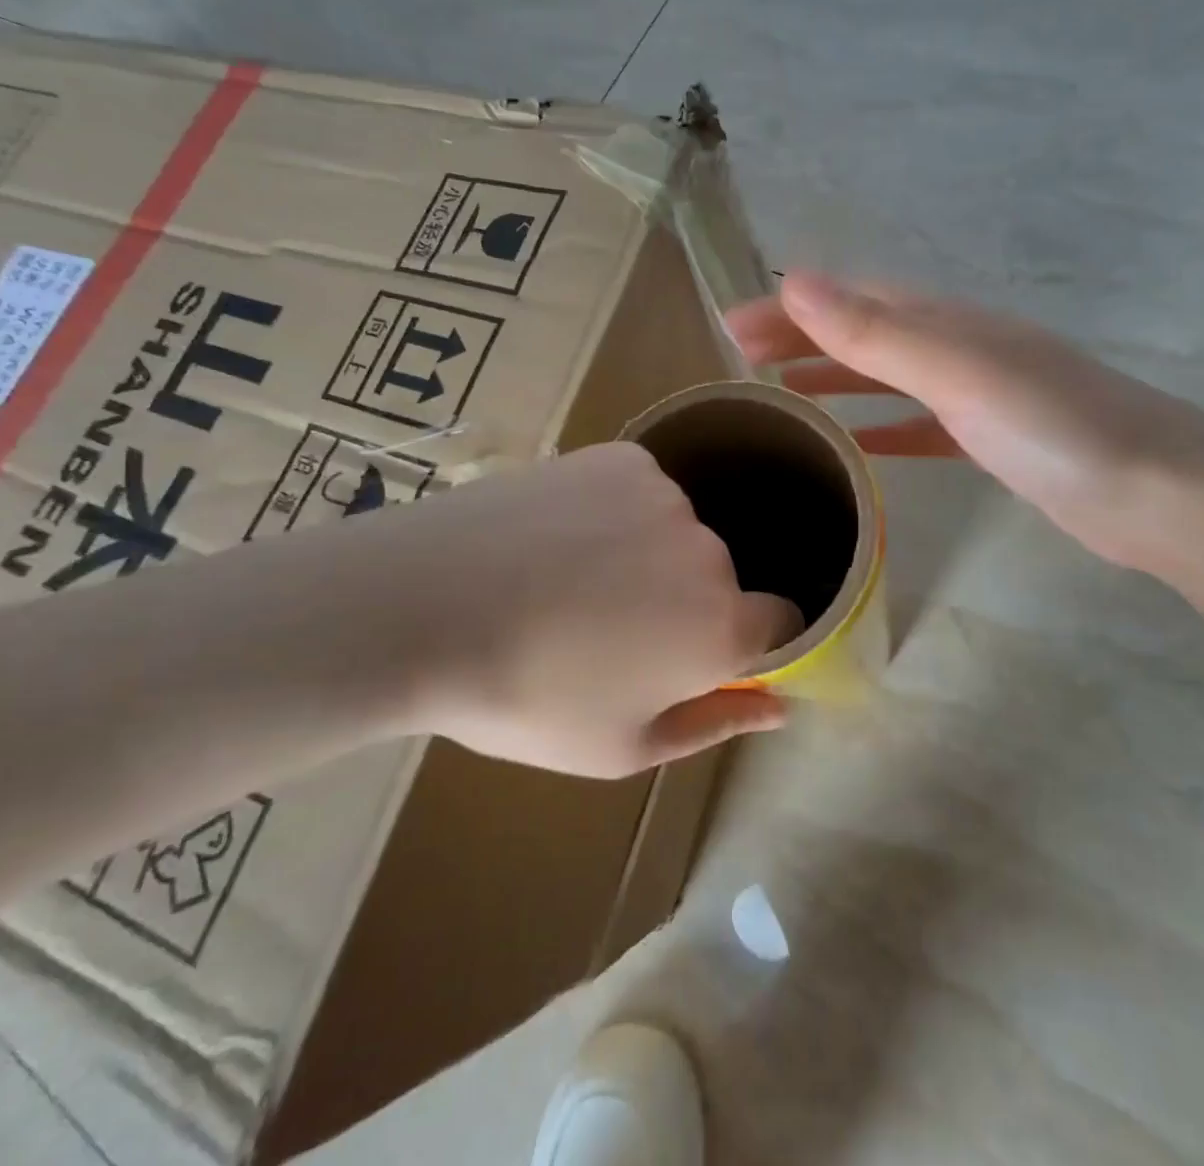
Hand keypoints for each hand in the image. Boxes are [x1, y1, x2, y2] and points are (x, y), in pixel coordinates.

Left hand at [339, 443, 800, 776]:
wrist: (422, 606)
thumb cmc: (523, 697)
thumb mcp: (621, 747)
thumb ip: (715, 723)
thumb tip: (780, 707)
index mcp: (721, 626)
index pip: (782, 622)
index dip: (749, 644)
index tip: (698, 656)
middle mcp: (709, 550)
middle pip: (720, 577)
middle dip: (684, 603)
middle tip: (608, 630)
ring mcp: (665, 494)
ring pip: (677, 531)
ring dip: (648, 553)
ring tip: (571, 577)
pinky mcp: (621, 457)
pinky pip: (640, 489)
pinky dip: (617, 510)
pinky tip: (559, 531)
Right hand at [727, 273, 1203, 570]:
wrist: (1157, 494)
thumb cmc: (1053, 427)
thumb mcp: (957, 372)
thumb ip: (878, 331)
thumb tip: (796, 280)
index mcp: (947, 322)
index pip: (850, 301)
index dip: (790, 309)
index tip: (732, 327)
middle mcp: (959, 346)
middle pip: (865, 331)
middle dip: (802, 338)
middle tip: (741, 360)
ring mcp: (979, 393)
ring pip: (890, 375)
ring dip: (836, 376)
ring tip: (784, 394)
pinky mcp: (993, 439)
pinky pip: (921, 423)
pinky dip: (884, 426)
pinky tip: (860, 445)